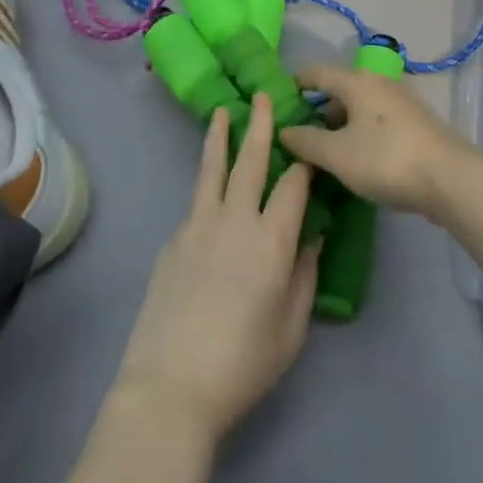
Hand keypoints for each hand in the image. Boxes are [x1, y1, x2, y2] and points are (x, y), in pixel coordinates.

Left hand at [115, 94, 320, 443]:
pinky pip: (197, 202)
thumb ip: (304, 276)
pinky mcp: (174, 238)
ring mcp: (198, 225)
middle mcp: (235, 220)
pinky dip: (207, 185)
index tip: (311, 147)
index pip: (293, 185)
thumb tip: (312, 236)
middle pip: (250, 160)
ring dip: (220, 137)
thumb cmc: (243, 364)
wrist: (170, 386)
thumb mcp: (291, 329)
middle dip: (260, 125)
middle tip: (263, 96)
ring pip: (213, 169)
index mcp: (271, 241)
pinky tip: (212, 192)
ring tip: (223, 111)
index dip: (304, 163)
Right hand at [279, 66, 467, 215]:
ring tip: (323, 151)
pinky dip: (359, 132)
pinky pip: (376, 121)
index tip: (278, 97)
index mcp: (356, 82)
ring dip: (339, 124)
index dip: (295, 82)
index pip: (316, 72)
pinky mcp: (414, 123)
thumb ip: (307, 141)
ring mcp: (400, 102)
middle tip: (297, 134)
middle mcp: (378, 83)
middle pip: (339, 90)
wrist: (450, 179)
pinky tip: (355, 157)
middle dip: (317, 109)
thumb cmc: (386, 159)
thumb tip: (284, 130)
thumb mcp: (337, 154)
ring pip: (359, 107)